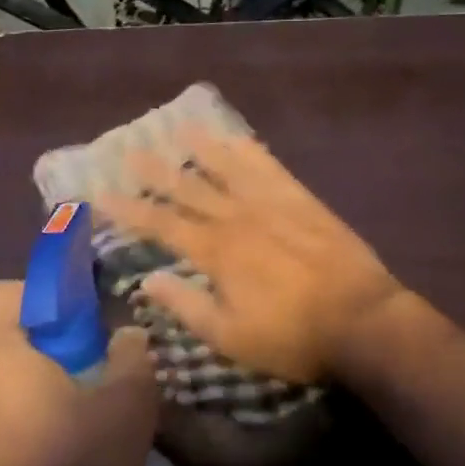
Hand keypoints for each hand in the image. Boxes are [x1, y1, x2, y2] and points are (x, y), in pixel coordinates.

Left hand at [0, 281, 157, 465]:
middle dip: (41, 359)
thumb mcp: (126, 415)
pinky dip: (3, 450)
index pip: (2, 294)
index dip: (40, 294)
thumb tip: (128, 334)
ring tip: (65, 442)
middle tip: (84, 386)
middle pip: (0, 352)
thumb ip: (132, 359)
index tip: (76, 320)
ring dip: (22, 407)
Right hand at [94, 126, 409, 384]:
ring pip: (227, 167)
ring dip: (201, 148)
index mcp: (215, 251)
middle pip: (189, 187)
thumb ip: (186, 306)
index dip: (129, 209)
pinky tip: (238, 138)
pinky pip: (269, 167)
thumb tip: (147, 281)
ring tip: (180, 128)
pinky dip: (250, 150)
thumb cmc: (293, 337)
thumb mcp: (231, 336)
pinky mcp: (300, 199)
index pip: (161, 224)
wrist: (363, 320)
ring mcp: (270, 203)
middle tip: (130, 149)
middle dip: (156, 170)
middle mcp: (236, 217)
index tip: (101, 193)